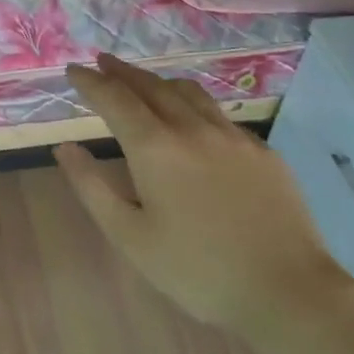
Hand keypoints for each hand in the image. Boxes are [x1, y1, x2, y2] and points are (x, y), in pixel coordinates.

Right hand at [55, 53, 350, 344]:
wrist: (289, 290)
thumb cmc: (198, 270)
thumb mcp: (130, 237)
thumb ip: (92, 187)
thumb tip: (65, 148)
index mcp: (155, 147)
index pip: (114, 99)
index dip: (91, 82)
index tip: (73, 70)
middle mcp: (192, 128)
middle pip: (151, 86)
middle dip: (122, 72)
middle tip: (103, 62)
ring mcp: (232, 136)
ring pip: (188, 92)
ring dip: (158, 81)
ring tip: (144, 81)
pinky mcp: (262, 151)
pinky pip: (219, 114)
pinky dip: (193, 104)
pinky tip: (195, 119)